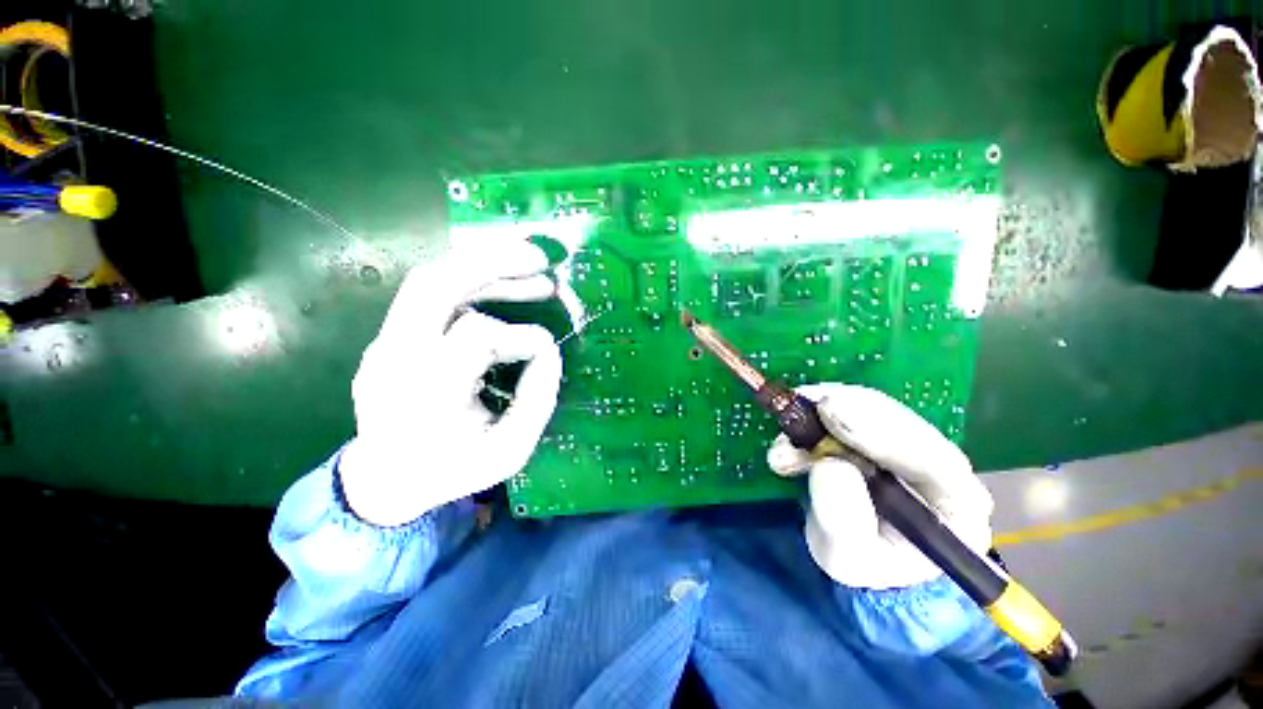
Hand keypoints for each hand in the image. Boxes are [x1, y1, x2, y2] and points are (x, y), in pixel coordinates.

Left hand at [338, 240, 563, 525]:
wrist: (386, 480)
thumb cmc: (453, 471)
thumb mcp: (509, 452)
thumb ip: (536, 401)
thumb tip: (549, 350)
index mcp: (425, 395)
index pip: (477, 337)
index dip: (523, 337)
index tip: (548, 349)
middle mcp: (395, 358)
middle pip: (436, 285)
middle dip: (495, 263)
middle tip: (541, 260)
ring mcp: (384, 343)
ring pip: (430, 279)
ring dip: (485, 266)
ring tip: (532, 268)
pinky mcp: (389, 336)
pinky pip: (430, 293)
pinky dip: (471, 280)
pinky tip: (502, 283)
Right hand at [767, 384, 993, 589]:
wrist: (853, 548)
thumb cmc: (860, 561)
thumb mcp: (845, 556)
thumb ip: (842, 519)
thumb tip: (829, 466)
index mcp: (956, 506)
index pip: (930, 458)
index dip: (878, 431)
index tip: (829, 412)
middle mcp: (942, 465)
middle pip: (898, 420)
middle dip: (844, 412)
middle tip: (797, 412)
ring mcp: (910, 441)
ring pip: (870, 407)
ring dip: (820, 413)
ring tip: (785, 440)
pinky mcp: (879, 428)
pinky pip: (849, 406)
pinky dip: (814, 413)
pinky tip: (789, 432)